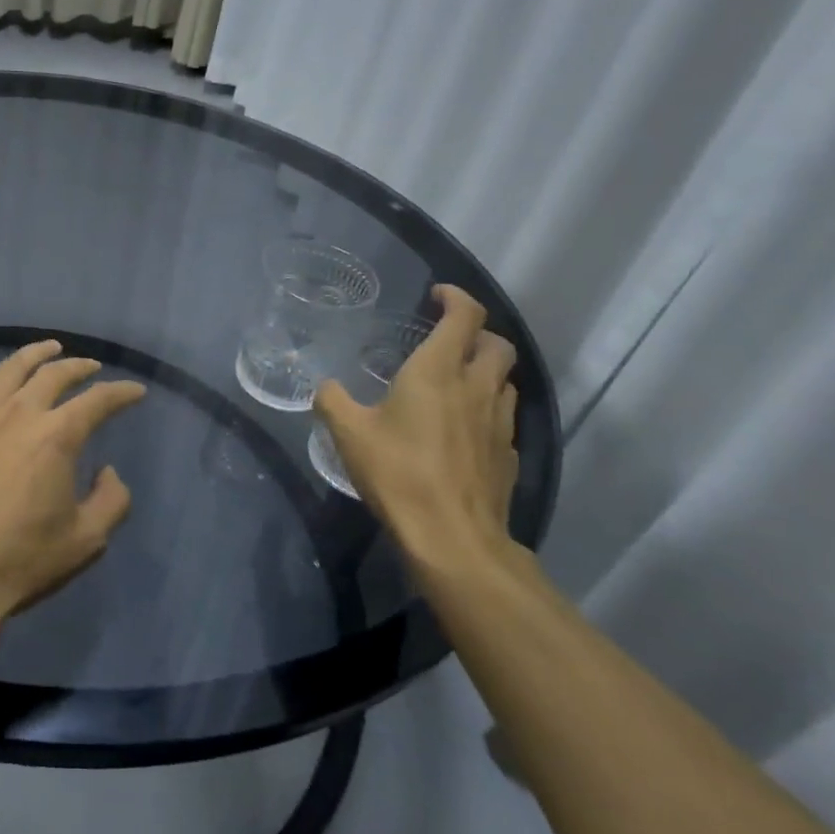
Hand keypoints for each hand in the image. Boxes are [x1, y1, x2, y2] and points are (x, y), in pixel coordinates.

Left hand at [0, 341, 146, 620]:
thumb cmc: (23, 558)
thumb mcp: (87, 540)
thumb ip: (112, 500)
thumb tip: (107, 471)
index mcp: (57, 435)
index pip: (98, 400)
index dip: (122, 393)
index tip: (136, 391)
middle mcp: (20, 414)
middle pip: (54, 373)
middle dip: (80, 365)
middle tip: (93, 367)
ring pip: (11, 369)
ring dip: (35, 354)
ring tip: (49, 348)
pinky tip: (0, 393)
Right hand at [314, 285, 519, 581]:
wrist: (453, 537)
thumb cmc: (398, 473)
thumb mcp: (348, 433)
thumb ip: (332, 401)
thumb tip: (325, 387)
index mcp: (438, 371)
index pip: (465, 315)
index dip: (456, 297)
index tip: (437, 295)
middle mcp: (476, 387)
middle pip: (498, 343)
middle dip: (478, 332)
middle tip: (449, 340)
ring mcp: (499, 422)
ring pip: (505, 380)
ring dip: (486, 371)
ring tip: (457, 383)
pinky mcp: (509, 454)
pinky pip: (503, 417)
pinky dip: (488, 409)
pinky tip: (465, 430)